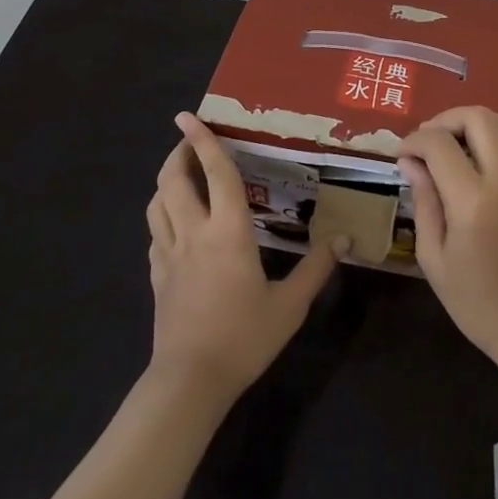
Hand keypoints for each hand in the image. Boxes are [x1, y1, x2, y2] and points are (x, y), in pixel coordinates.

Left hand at [146, 113, 344, 399]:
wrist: (189, 382)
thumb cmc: (243, 338)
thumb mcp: (289, 306)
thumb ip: (316, 268)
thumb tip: (343, 239)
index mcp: (228, 230)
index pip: (215, 172)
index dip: (203, 140)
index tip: (188, 115)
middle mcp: (193, 232)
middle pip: (173, 179)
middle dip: (178, 153)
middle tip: (190, 141)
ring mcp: (168, 253)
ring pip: (156, 202)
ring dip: (167, 181)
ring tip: (183, 175)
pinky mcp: (156, 275)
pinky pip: (154, 232)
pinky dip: (163, 214)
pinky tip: (176, 223)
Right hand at [399, 107, 497, 365]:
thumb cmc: (477, 302)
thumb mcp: (434, 258)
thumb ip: (423, 202)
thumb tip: (410, 162)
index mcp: (472, 202)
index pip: (439, 145)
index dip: (414, 141)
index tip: (403, 154)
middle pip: (477, 117)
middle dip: (445, 119)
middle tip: (428, 141)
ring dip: (477, 123)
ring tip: (458, 143)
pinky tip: (491, 154)